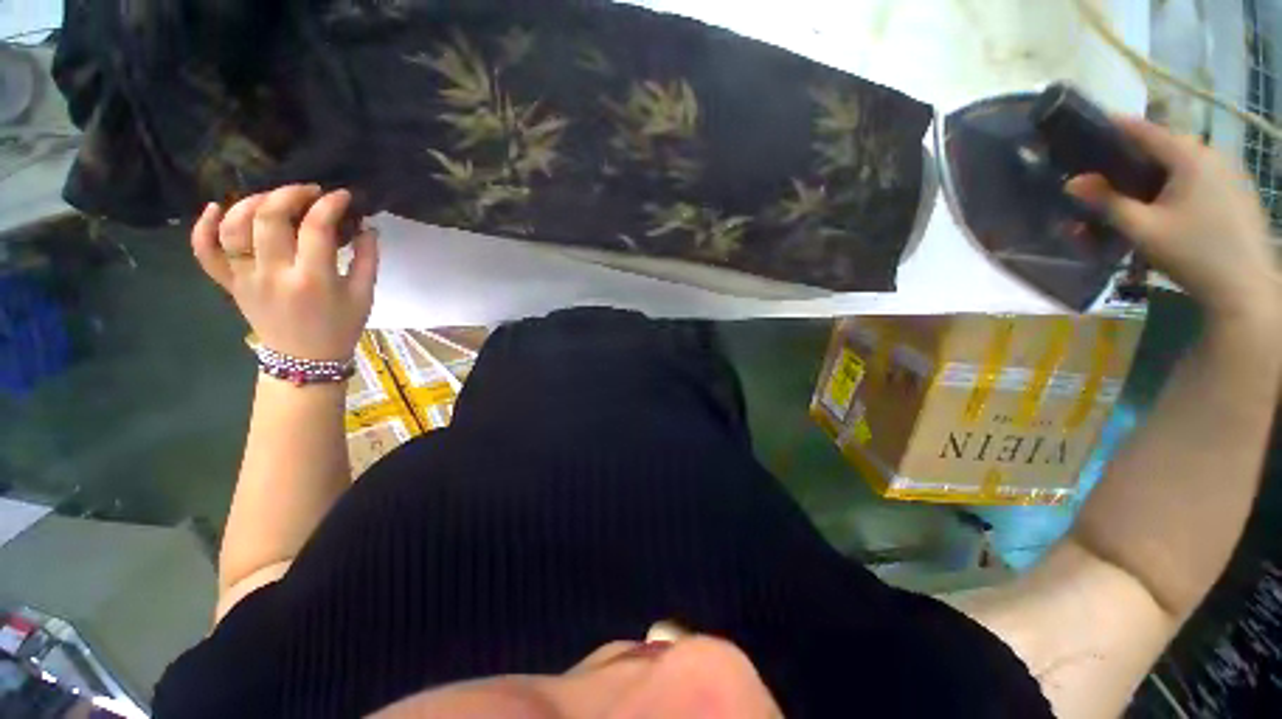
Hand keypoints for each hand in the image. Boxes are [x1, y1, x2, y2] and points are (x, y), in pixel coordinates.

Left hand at [191, 185, 378, 360]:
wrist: (305, 359)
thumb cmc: (340, 327)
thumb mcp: (364, 296)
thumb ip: (367, 260)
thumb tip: (367, 227)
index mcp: (313, 279)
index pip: (317, 227)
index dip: (330, 205)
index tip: (342, 196)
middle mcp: (273, 273)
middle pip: (269, 217)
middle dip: (290, 194)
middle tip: (309, 191)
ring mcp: (245, 277)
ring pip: (233, 227)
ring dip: (251, 202)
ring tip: (272, 198)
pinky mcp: (229, 283)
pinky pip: (205, 252)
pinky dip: (203, 227)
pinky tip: (215, 208)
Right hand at [1066, 117, 1277, 320]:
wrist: (1246, 288)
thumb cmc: (1192, 255)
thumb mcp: (1143, 230)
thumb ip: (1107, 203)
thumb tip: (1072, 182)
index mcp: (1190, 157)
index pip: (1144, 130)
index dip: (1114, 127)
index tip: (1088, 126)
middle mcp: (1211, 154)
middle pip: (1165, 145)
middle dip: (1134, 154)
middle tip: (1107, 168)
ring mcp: (1229, 172)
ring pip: (1183, 161)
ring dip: (1157, 169)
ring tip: (1134, 187)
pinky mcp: (1237, 190)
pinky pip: (1199, 175)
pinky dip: (1177, 181)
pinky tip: (1167, 202)